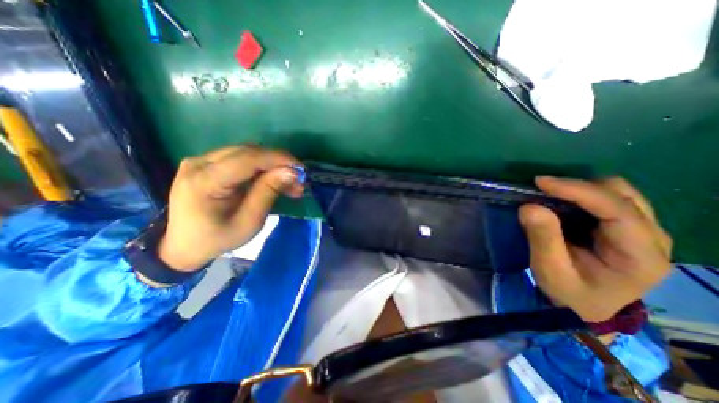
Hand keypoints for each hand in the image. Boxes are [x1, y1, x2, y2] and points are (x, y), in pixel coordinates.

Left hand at [158, 145, 302, 273]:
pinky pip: (241, 157)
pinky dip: (262, 166)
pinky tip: (274, 177)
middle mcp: (199, 163)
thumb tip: (291, 172)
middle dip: (279, 162)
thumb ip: (268, 193)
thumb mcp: (249, 222)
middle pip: (248, 152)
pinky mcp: (207, 163)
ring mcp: (201, 160)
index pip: (246, 159)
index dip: (277, 160)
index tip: (301, 169)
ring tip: (290, 181)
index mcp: (204, 182)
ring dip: (272, 163)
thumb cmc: (218, 239)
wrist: (183, 245)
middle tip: (299, 179)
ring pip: (247, 152)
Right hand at [520, 176, 670, 319]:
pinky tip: (562, 202)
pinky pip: (609, 198)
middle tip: (542, 190)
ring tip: (550, 195)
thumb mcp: (550, 270)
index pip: (616, 210)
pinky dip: (582, 195)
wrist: (586, 306)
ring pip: (618, 192)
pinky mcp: (629, 227)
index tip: (540, 182)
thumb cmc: (568, 292)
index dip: (577, 191)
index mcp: (639, 256)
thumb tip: (529, 206)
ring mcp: (645, 231)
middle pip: (622, 194)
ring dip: (580, 189)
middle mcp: (653, 238)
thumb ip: (543, 238)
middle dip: (578, 187)